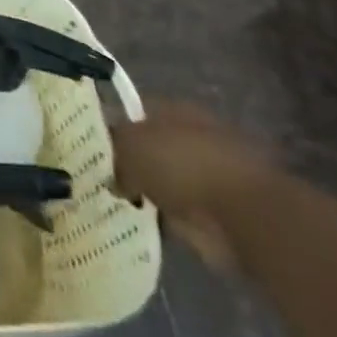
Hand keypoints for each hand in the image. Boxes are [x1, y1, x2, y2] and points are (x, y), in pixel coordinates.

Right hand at [112, 101, 280, 271]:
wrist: (242, 215)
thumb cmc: (181, 165)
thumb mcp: (130, 147)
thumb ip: (114, 152)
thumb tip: (114, 173)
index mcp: (173, 109)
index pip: (135, 114)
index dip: (114, 130)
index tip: (94, 150)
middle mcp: (193, 136)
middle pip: (153, 148)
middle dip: (133, 164)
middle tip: (105, 180)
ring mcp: (210, 174)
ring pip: (168, 180)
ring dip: (152, 193)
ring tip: (123, 207)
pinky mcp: (221, 211)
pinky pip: (183, 212)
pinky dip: (169, 220)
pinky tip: (148, 227)